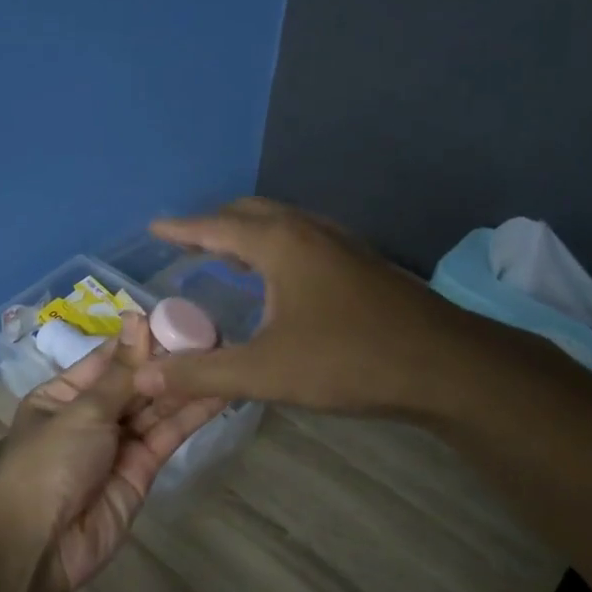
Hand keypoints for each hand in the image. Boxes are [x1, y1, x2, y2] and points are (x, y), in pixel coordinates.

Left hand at [0, 311, 223, 591]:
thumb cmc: (48, 464)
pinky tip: (218, 391)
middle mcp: (91, 415)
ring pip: (156, 407)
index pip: (107, 359)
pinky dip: (191, 415)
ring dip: (185, 384)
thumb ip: (121, 373)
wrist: (41, 545)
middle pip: (135, 382)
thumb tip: (137, 319)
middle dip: (168, 361)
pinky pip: (167, 434)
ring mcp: (118, 443)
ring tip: (223, 354)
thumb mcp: (82, 411)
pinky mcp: (143, 469)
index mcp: (63, 395)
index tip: (177, 316)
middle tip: (212, 332)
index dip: (140, 339)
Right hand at [133, 198, 470, 415]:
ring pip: (281, 225)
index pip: (216, 226)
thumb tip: (146, 378)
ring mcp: (341, 244)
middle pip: (250, 214)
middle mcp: (309, 230)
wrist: (445, 366)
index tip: (155, 229)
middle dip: (213, 225)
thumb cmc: (349, 361)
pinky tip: (277, 280)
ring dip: (246, 235)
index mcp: (280, 243)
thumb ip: (202, 373)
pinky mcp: (361, 264)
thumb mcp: (265, 371)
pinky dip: (274, 248)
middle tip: (186, 245)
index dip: (182, 229)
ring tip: (223, 257)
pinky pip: (303, 241)